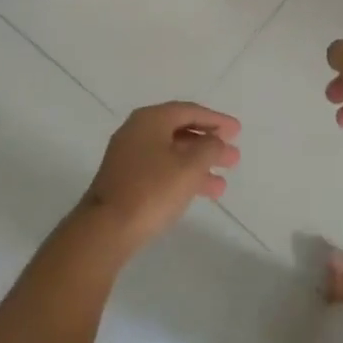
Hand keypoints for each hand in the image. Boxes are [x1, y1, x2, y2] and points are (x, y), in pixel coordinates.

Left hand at [80, 102, 240, 255]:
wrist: (105, 230)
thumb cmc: (151, 190)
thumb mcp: (189, 166)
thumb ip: (209, 148)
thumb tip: (216, 141)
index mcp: (150, 120)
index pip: (189, 111)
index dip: (216, 120)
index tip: (237, 131)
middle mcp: (137, 132)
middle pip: (181, 131)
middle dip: (209, 144)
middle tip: (233, 157)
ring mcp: (128, 157)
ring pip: (172, 154)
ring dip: (198, 165)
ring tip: (222, 184)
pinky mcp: (125, 181)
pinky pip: (162, 170)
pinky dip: (182, 177)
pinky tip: (199, 193)